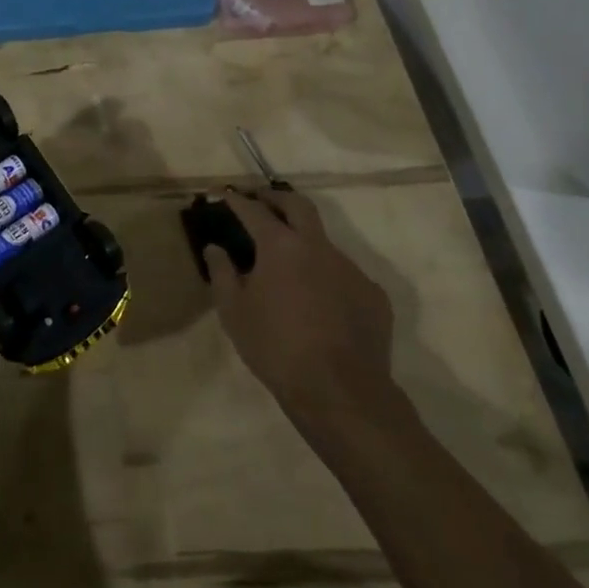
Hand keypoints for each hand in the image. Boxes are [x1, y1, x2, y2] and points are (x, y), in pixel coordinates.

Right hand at [206, 183, 394, 420]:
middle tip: (261, 201)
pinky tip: (319, 301)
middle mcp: (318, 246)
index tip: (224, 194)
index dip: (236, 200)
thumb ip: (221, 273)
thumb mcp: (234, 312)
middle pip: (297, 204)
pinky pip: (344, 275)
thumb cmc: (276, 348)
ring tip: (289, 265)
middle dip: (276, 197)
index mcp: (280, 245)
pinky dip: (327, 277)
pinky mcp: (373, 294)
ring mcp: (350, 268)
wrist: (341, 393)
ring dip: (303, 242)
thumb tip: (215, 248)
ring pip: (323, 242)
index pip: (254, 210)